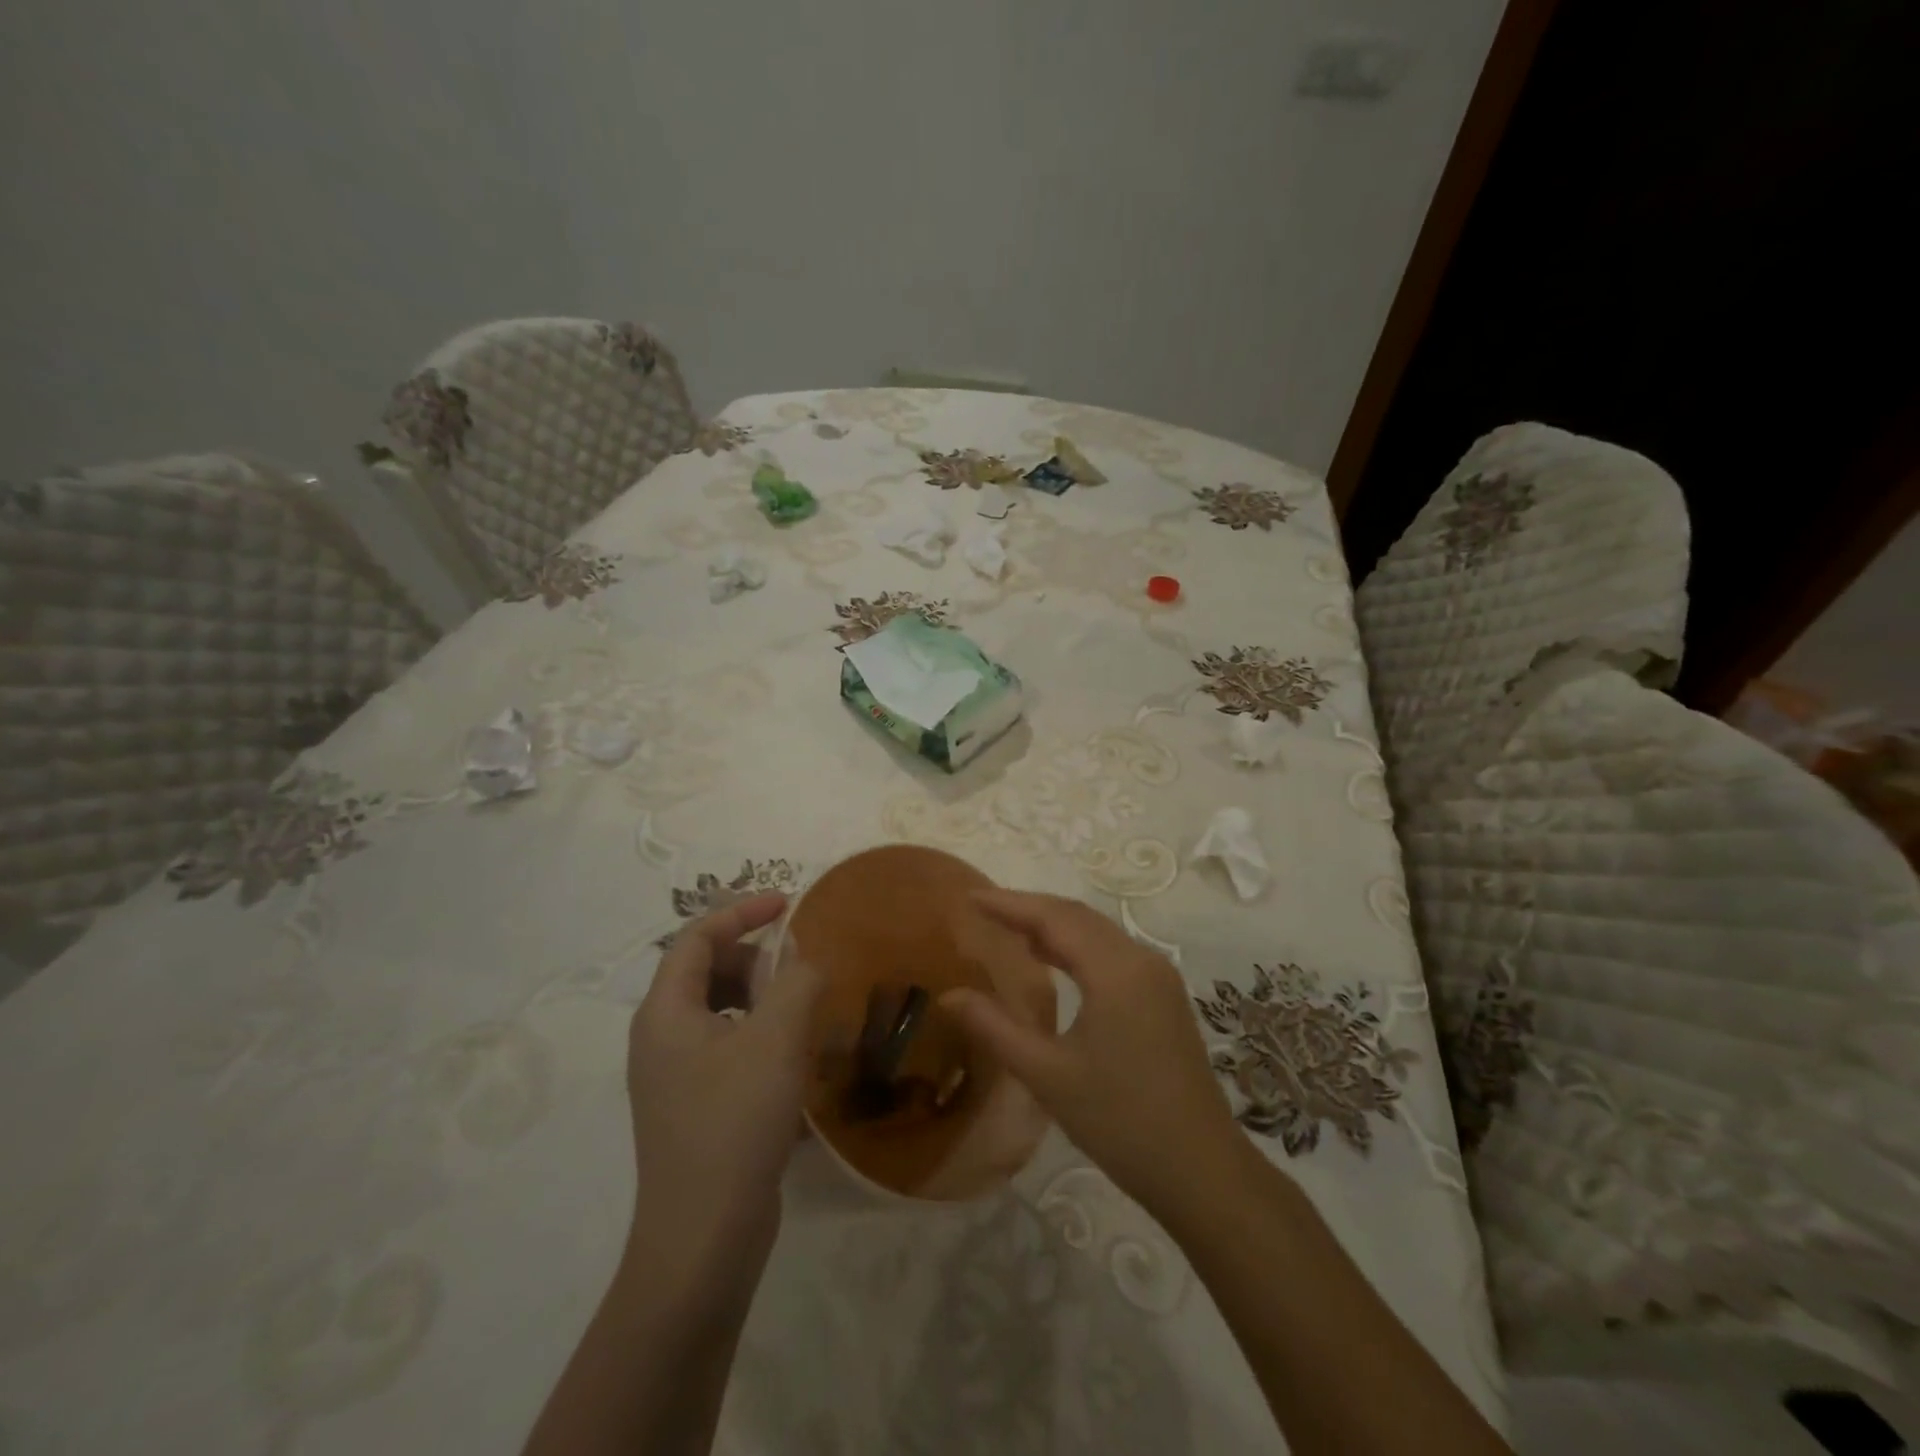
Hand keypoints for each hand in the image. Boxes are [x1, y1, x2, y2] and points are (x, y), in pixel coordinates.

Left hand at [625, 892, 819, 1280]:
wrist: (704, 1239)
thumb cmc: (735, 1124)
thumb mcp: (777, 1040)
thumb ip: (797, 982)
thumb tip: (805, 958)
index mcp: (665, 1012)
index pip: (696, 937)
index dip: (741, 912)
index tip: (788, 905)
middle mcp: (659, 1038)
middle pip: (704, 970)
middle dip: (753, 955)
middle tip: (799, 963)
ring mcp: (673, 1076)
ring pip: (717, 1009)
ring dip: (759, 994)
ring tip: (802, 1005)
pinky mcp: (693, 1107)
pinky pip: (725, 1045)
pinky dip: (757, 1031)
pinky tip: (793, 1053)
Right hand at [941, 889, 1246, 1216]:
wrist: (1202, 1170)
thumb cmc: (1121, 1121)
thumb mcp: (1047, 1076)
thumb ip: (994, 1029)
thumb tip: (947, 996)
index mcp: (1116, 970)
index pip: (1054, 918)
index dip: (1010, 904)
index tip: (970, 896)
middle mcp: (1141, 959)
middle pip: (1077, 916)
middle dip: (1029, 908)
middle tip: (983, 910)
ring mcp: (1158, 976)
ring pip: (1097, 932)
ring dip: (1054, 925)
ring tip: (1008, 929)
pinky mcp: (1163, 996)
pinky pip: (1112, 952)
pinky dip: (1076, 945)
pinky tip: (1052, 960)